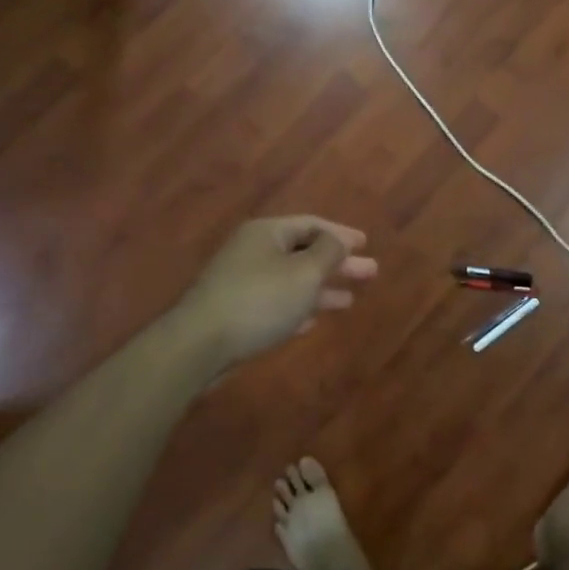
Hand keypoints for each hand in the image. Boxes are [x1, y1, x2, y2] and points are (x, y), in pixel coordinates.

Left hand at [175, 216, 378, 365]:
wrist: (199, 345)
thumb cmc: (260, 300)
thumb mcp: (304, 272)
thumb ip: (329, 252)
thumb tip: (339, 239)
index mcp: (267, 233)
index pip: (312, 224)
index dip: (341, 234)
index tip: (366, 245)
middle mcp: (253, 251)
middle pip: (304, 252)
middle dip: (337, 263)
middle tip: (370, 273)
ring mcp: (242, 281)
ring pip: (291, 279)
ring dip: (321, 288)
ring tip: (349, 300)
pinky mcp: (235, 311)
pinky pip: (276, 302)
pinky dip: (298, 306)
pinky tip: (313, 320)